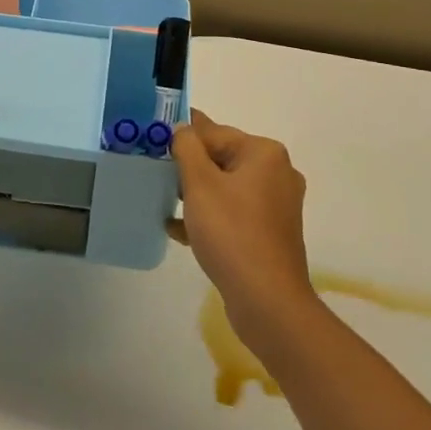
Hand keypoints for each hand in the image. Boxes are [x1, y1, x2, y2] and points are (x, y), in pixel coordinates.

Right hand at [170, 110, 316, 334]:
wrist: (267, 300)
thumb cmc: (231, 232)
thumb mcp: (200, 183)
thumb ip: (186, 147)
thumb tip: (182, 128)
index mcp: (264, 153)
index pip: (213, 132)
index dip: (181, 135)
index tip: (153, 137)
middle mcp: (276, 173)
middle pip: (221, 158)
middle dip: (188, 167)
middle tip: (155, 172)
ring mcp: (276, 205)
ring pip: (225, 187)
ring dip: (195, 193)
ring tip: (164, 201)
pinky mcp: (270, 232)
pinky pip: (233, 212)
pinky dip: (209, 215)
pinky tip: (178, 229)